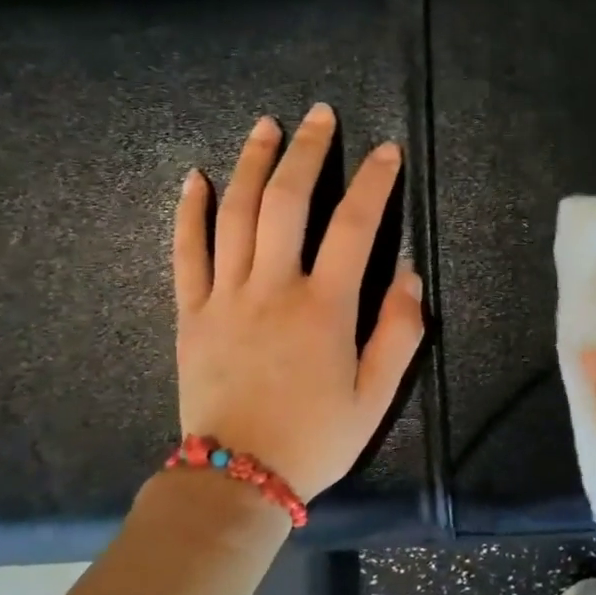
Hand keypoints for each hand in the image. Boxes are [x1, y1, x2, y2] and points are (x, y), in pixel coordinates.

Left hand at [173, 103, 424, 500]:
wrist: (237, 479)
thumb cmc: (316, 438)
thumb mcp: (376, 396)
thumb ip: (399, 332)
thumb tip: (409, 276)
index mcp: (325, 308)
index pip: (355, 227)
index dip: (374, 183)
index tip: (386, 152)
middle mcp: (273, 289)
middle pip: (287, 202)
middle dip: (307, 152)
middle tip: (319, 115)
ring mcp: (225, 297)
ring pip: (236, 215)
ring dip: (252, 164)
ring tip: (266, 126)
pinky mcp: (191, 314)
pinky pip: (186, 253)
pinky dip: (190, 212)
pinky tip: (196, 178)